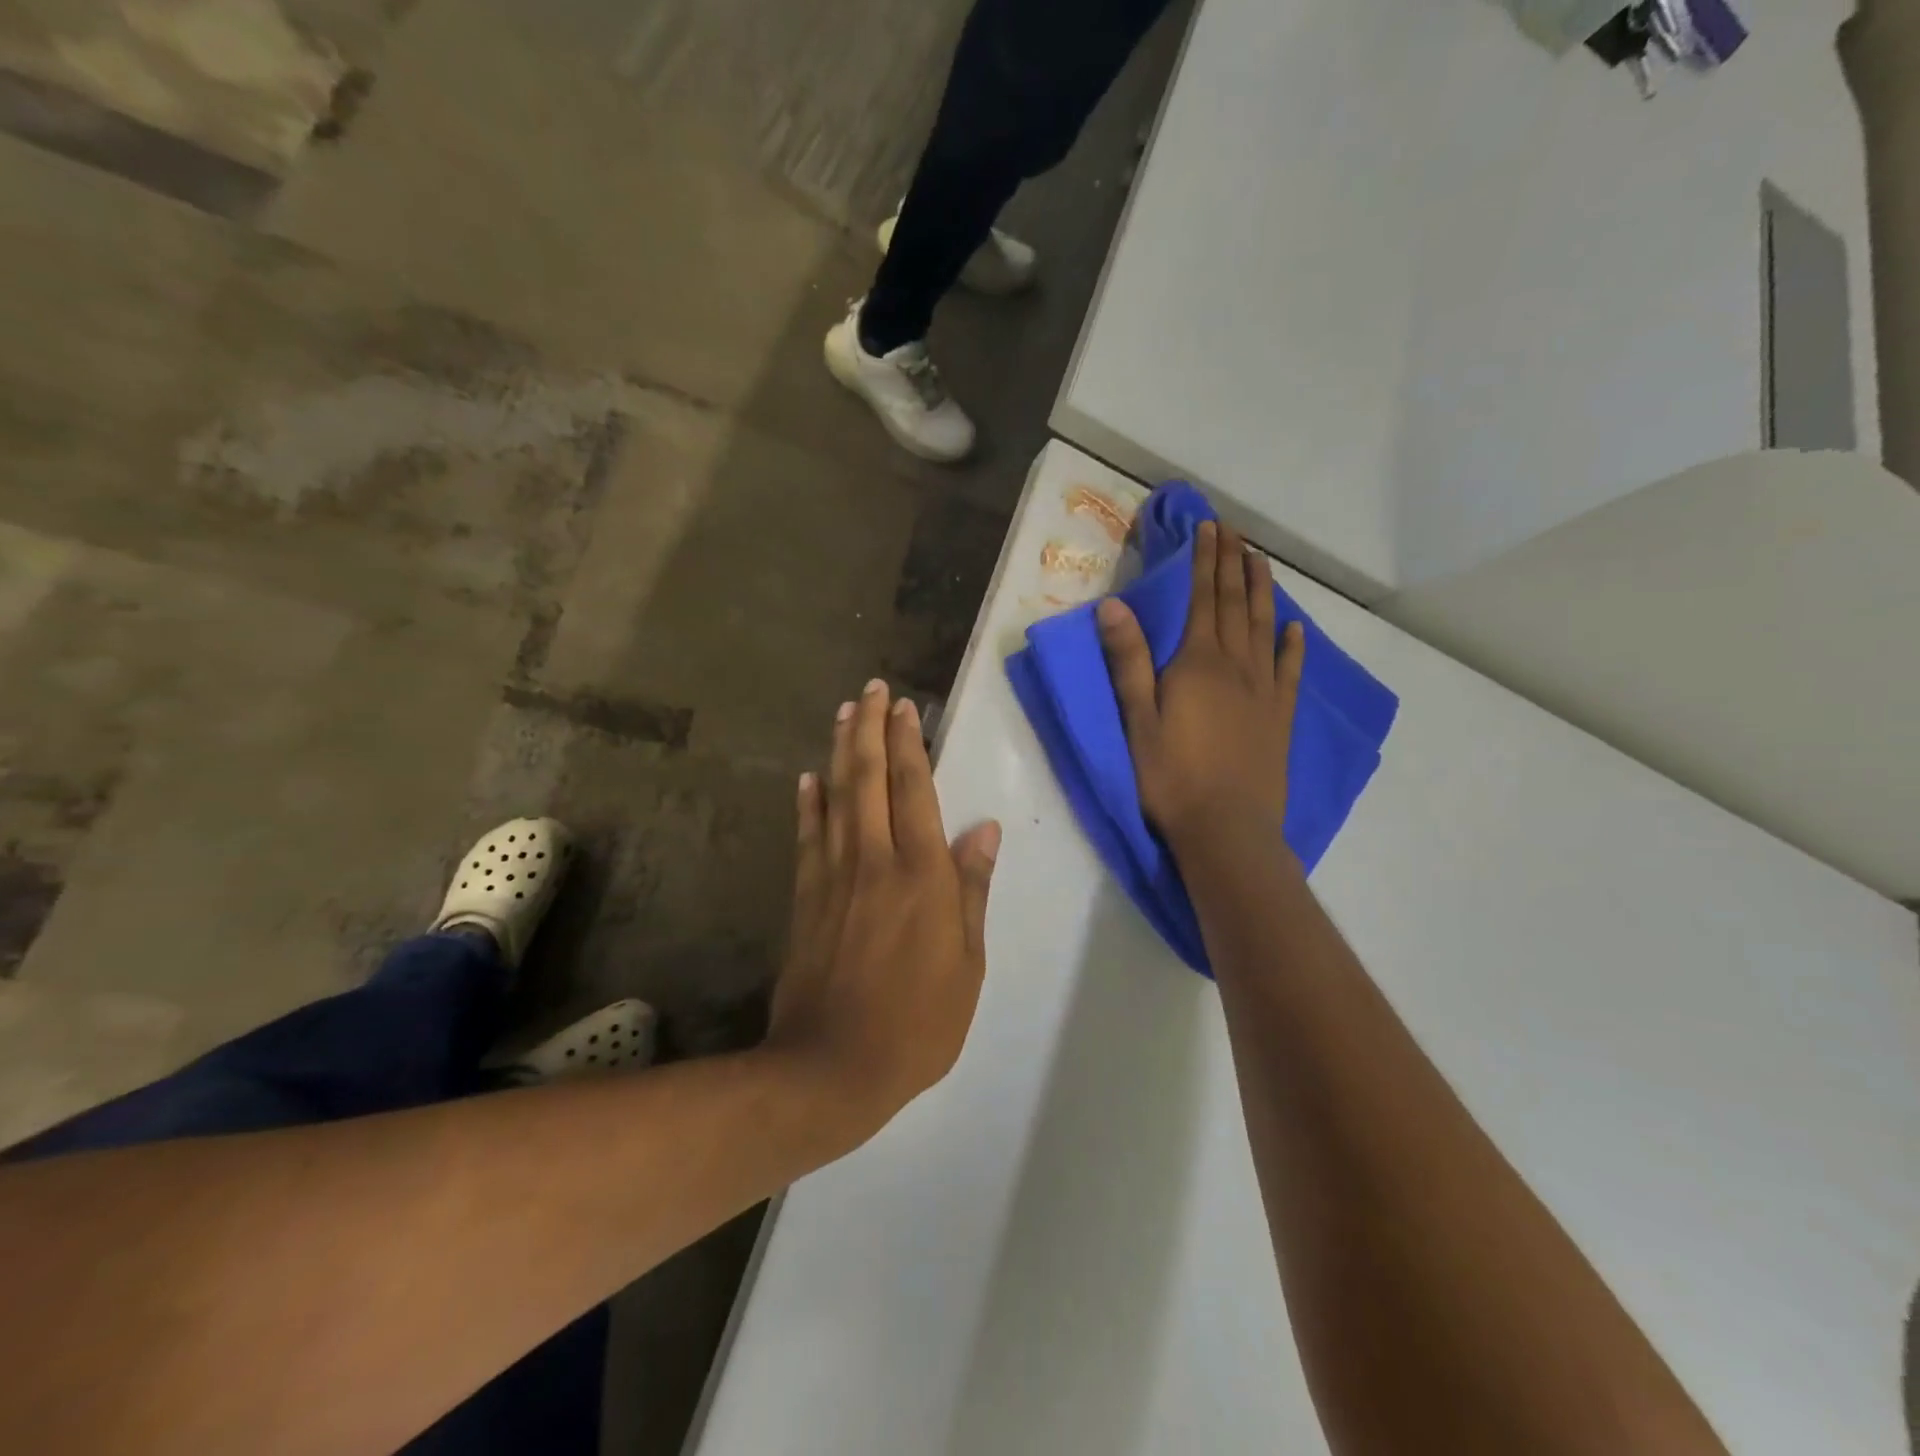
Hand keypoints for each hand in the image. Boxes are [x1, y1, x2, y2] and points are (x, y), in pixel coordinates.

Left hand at [768, 679, 1001, 1141]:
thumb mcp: (967, 964)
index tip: (905, 707)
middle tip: (871, 690)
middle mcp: (874, 861)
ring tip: (844, 714)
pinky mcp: (806, 897)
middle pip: (869, 779)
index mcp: (920, 875)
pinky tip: (809, 779)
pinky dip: (808, 803)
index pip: (914, 791)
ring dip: (841, 752)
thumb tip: (982, 831)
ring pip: (836, 797)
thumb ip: (971, 891)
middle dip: (871, 730)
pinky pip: (808, 837)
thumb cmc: (918, 1022)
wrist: (832, 1066)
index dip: (909, 745)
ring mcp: (834, 876)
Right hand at [1097, 520, 1304, 850]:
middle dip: (1232, 563)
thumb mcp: (1138, 719)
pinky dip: (1292, 644)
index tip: (1208, 528)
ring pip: (1264, 627)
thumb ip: (1128, 661)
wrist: (1227, 828)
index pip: (1201, 599)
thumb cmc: (1171, 776)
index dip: (1204, 561)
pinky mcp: (1280, 716)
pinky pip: (1289, 670)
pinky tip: (1294, 628)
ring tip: (1260, 560)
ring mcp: (1263, 690)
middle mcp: (1235, 665)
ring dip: (1262, 590)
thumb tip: (1113, 605)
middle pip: (1234, 604)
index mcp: (1197, 663)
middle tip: (1233, 531)